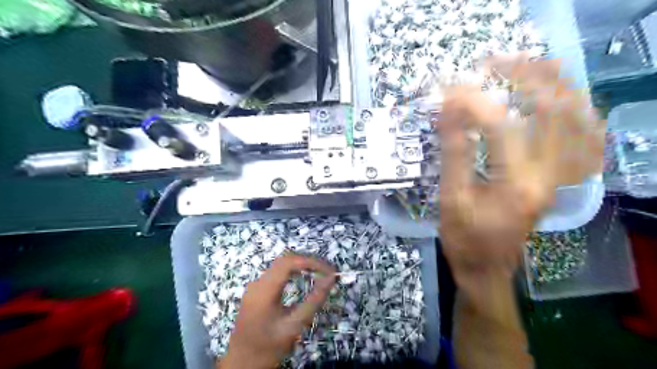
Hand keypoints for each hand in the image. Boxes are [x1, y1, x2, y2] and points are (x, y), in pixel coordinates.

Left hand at [218, 253, 334, 368]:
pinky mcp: (256, 290)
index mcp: (264, 290)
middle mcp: (258, 282)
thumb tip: (331, 279)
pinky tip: (304, 277)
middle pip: (285, 259)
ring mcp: (255, 285)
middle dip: (308, 261)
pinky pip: (277, 272)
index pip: (289, 262)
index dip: (312, 261)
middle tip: (327, 271)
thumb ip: (314, 301)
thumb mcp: (294, 326)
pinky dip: (293, 271)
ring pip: (281, 264)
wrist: (242, 363)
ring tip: (319, 272)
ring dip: (301, 264)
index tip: (329, 270)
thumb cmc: (268, 347)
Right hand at [436, 58, 604, 285]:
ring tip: (527, 65)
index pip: (501, 125)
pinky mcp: (558, 180)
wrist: (486, 269)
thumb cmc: (463, 239)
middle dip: (523, 77)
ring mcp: (560, 177)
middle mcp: (549, 176)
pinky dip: (576, 110)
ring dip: (554, 84)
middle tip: (493, 62)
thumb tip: (449, 110)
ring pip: (576, 117)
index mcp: (517, 185)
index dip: (473, 101)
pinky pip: (584, 138)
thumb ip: (453, 153)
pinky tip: (561, 97)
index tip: (449, 89)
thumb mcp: (450, 199)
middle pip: (552, 110)